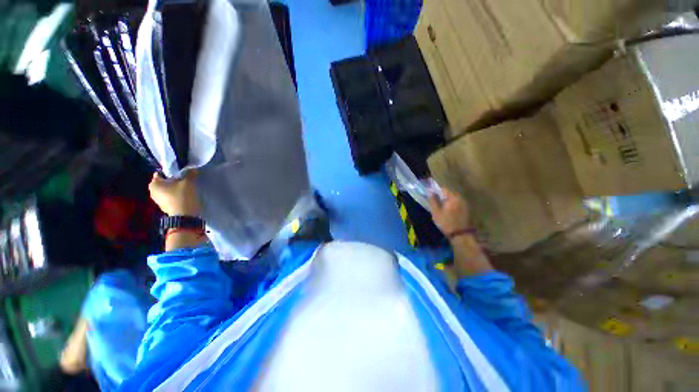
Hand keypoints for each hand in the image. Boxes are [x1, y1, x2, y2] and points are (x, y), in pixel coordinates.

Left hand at [149, 170, 201, 215]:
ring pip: (168, 189)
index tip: (182, 173)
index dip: (172, 171)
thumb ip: (190, 173)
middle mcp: (152, 191)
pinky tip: (185, 195)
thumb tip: (191, 169)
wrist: (185, 217)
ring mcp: (158, 200)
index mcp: (154, 183)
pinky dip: (176, 195)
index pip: (161, 173)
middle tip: (186, 180)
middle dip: (174, 180)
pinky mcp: (165, 206)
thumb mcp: (189, 182)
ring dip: (176, 188)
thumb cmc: (183, 197)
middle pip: (165, 181)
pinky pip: (170, 196)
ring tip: (187, 188)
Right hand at [428, 188, 470, 236]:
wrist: (460, 235)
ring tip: (441, 206)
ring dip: (447, 200)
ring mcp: (464, 204)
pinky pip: (457, 202)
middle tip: (436, 200)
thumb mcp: (436, 212)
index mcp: (452, 197)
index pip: (443, 188)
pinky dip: (452, 204)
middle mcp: (460, 198)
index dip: (436, 190)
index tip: (431, 194)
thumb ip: (432, 200)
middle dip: (442, 195)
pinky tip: (448, 210)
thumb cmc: (446, 222)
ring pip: (454, 198)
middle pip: (449, 192)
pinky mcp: (466, 209)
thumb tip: (429, 191)